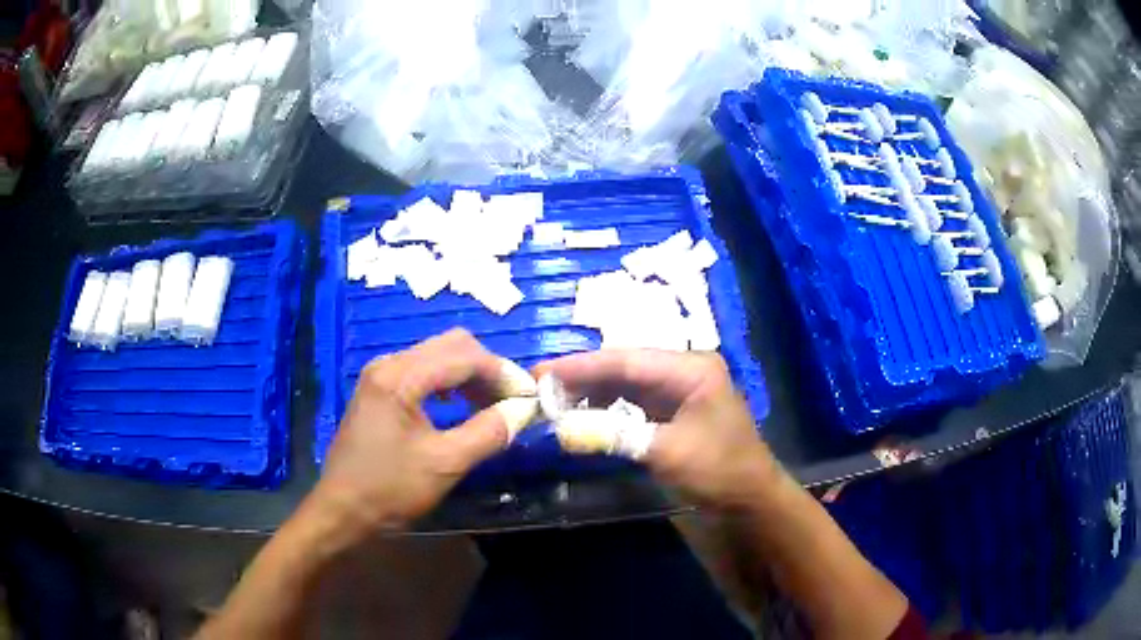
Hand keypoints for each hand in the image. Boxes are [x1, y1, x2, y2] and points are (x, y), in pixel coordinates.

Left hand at [305, 329, 516, 543]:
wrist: (342, 510)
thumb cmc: (389, 489)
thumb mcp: (445, 464)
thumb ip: (488, 432)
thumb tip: (524, 409)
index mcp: (400, 377)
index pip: (463, 356)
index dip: (502, 372)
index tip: (529, 397)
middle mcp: (389, 364)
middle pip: (451, 345)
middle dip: (487, 369)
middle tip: (512, 400)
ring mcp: (381, 375)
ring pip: (438, 356)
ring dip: (470, 375)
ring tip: (493, 405)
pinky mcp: (379, 390)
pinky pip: (423, 371)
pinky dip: (450, 383)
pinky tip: (460, 406)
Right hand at [535, 350, 780, 508]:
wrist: (750, 500)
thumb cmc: (719, 470)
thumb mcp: (667, 452)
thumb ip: (615, 434)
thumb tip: (562, 428)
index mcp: (691, 368)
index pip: (626, 360)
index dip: (581, 366)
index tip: (541, 372)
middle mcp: (684, 370)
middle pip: (624, 367)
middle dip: (582, 377)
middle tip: (539, 387)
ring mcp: (679, 390)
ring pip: (625, 384)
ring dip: (591, 392)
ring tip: (553, 400)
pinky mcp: (673, 411)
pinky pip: (632, 402)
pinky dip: (606, 408)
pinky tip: (582, 413)